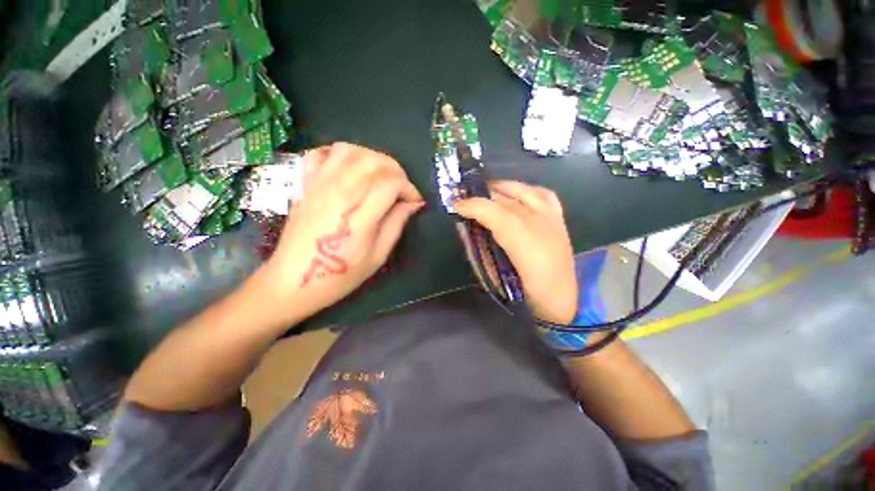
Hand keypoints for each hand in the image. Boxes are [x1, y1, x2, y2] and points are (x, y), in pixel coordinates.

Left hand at [257, 143, 423, 322]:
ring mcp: (317, 185)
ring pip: (350, 150)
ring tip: (380, 175)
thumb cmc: (341, 274)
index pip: (390, 183)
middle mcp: (338, 194)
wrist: (293, 281)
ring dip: (372, 158)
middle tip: (401, 188)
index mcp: (358, 217)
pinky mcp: (304, 184)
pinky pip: (321, 152)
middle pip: (373, 161)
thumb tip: (413, 203)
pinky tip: (351, 168)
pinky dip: (341, 154)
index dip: (408, 187)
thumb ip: (396, 224)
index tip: (414, 201)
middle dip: (396, 170)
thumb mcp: (378, 255)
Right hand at [454, 181, 576, 323]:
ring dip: (502, 188)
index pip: (491, 211)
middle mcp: (537, 223)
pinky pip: (543, 194)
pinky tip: (516, 194)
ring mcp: (550, 218)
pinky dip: (526, 190)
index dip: (471, 205)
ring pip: (523, 191)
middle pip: (504, 199)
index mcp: (520, 240)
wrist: (558, 298)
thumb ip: (478, 248)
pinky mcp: (559, 219)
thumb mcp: (494, 271)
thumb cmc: (523, 290)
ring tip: (487, 193)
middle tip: (467, 200)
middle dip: (482, 196)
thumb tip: (465, 228)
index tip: (456, 205)